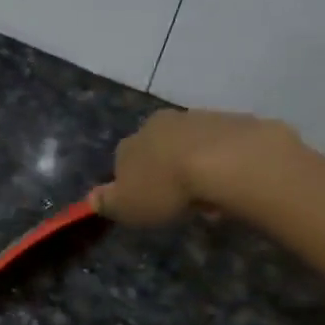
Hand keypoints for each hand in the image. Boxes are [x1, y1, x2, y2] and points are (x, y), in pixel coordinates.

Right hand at [92, 108, 300, 226]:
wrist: (228, 162)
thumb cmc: (167, 188)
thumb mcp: (126, 206)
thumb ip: (106, 202)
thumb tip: (91, 198)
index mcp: (130, 143)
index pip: (122, 161)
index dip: (132, 183)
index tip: (146, 203)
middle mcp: (159, 123)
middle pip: (157, 149)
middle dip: (165, 170)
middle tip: (178, 200)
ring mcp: (198, 118)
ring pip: (190, 145)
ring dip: (194, 166)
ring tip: (208, 196)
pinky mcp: (233, 121)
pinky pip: (222, 146)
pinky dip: (223, 162)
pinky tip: (231, 183)